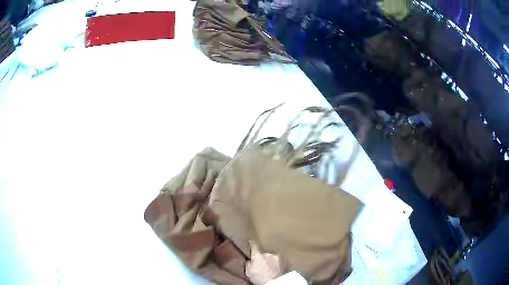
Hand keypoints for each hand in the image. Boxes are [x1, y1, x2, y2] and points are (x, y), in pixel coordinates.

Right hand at [245, 241, 281, 284]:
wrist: (273, 282)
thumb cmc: (259, 278)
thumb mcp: (248, 272)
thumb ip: (248, 263)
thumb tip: (249, 259)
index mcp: (257, 255)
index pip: (254, 245)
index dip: (252, 243)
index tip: (251, 241)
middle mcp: (267, 254)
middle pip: (263, 252)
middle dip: (262, 257)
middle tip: (261, 264)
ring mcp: (275, 256)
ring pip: (270, 256)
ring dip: (269, 259)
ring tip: (268, 267)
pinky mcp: (282, 260)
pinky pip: (276, 259)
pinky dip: (275, 262)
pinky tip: (274, 267)